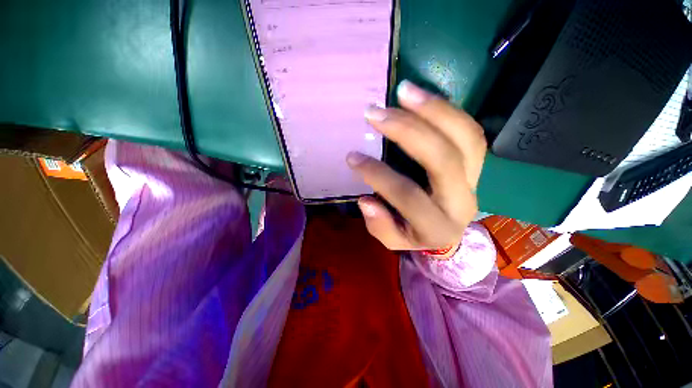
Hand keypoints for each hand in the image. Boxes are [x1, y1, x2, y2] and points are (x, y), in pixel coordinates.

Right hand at [347, 80, 486, 251]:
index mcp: (437, 227)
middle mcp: (461, 203)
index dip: (378, 175)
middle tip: (375, 114)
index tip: (352, 157)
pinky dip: (447, 110)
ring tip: (404, 91)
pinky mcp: (478, 164)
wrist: (444, 229)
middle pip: (443, 160)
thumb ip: (379, 226)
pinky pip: (470, 131)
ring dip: (433, 111)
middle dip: (407, 132)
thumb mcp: (393, 239)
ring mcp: (475, 180)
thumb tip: (366, 201)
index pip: (408, 196)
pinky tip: (421, 97)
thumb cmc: (414, 232)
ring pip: (465, 139)